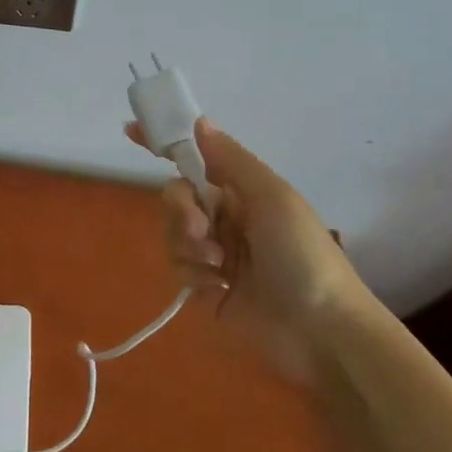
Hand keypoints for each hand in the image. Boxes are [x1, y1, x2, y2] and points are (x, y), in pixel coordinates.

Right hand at [127, 118, 351, 378]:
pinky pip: (178, 269)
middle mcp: (226, 218)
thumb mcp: (272, 197)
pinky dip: (192, 275)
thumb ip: (231, 160)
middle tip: (201, 229)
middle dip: (181, 210)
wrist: (321, 330)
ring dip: (189, 245)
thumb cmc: (302, 254)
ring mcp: (215, 254)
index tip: (130, 131)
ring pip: (172, 233)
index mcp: (242, 191)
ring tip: (218, 266)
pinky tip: (216, 288)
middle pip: (177, 197)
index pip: (196, 159)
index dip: (164, 144)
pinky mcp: (205, 289)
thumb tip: (200, 121)